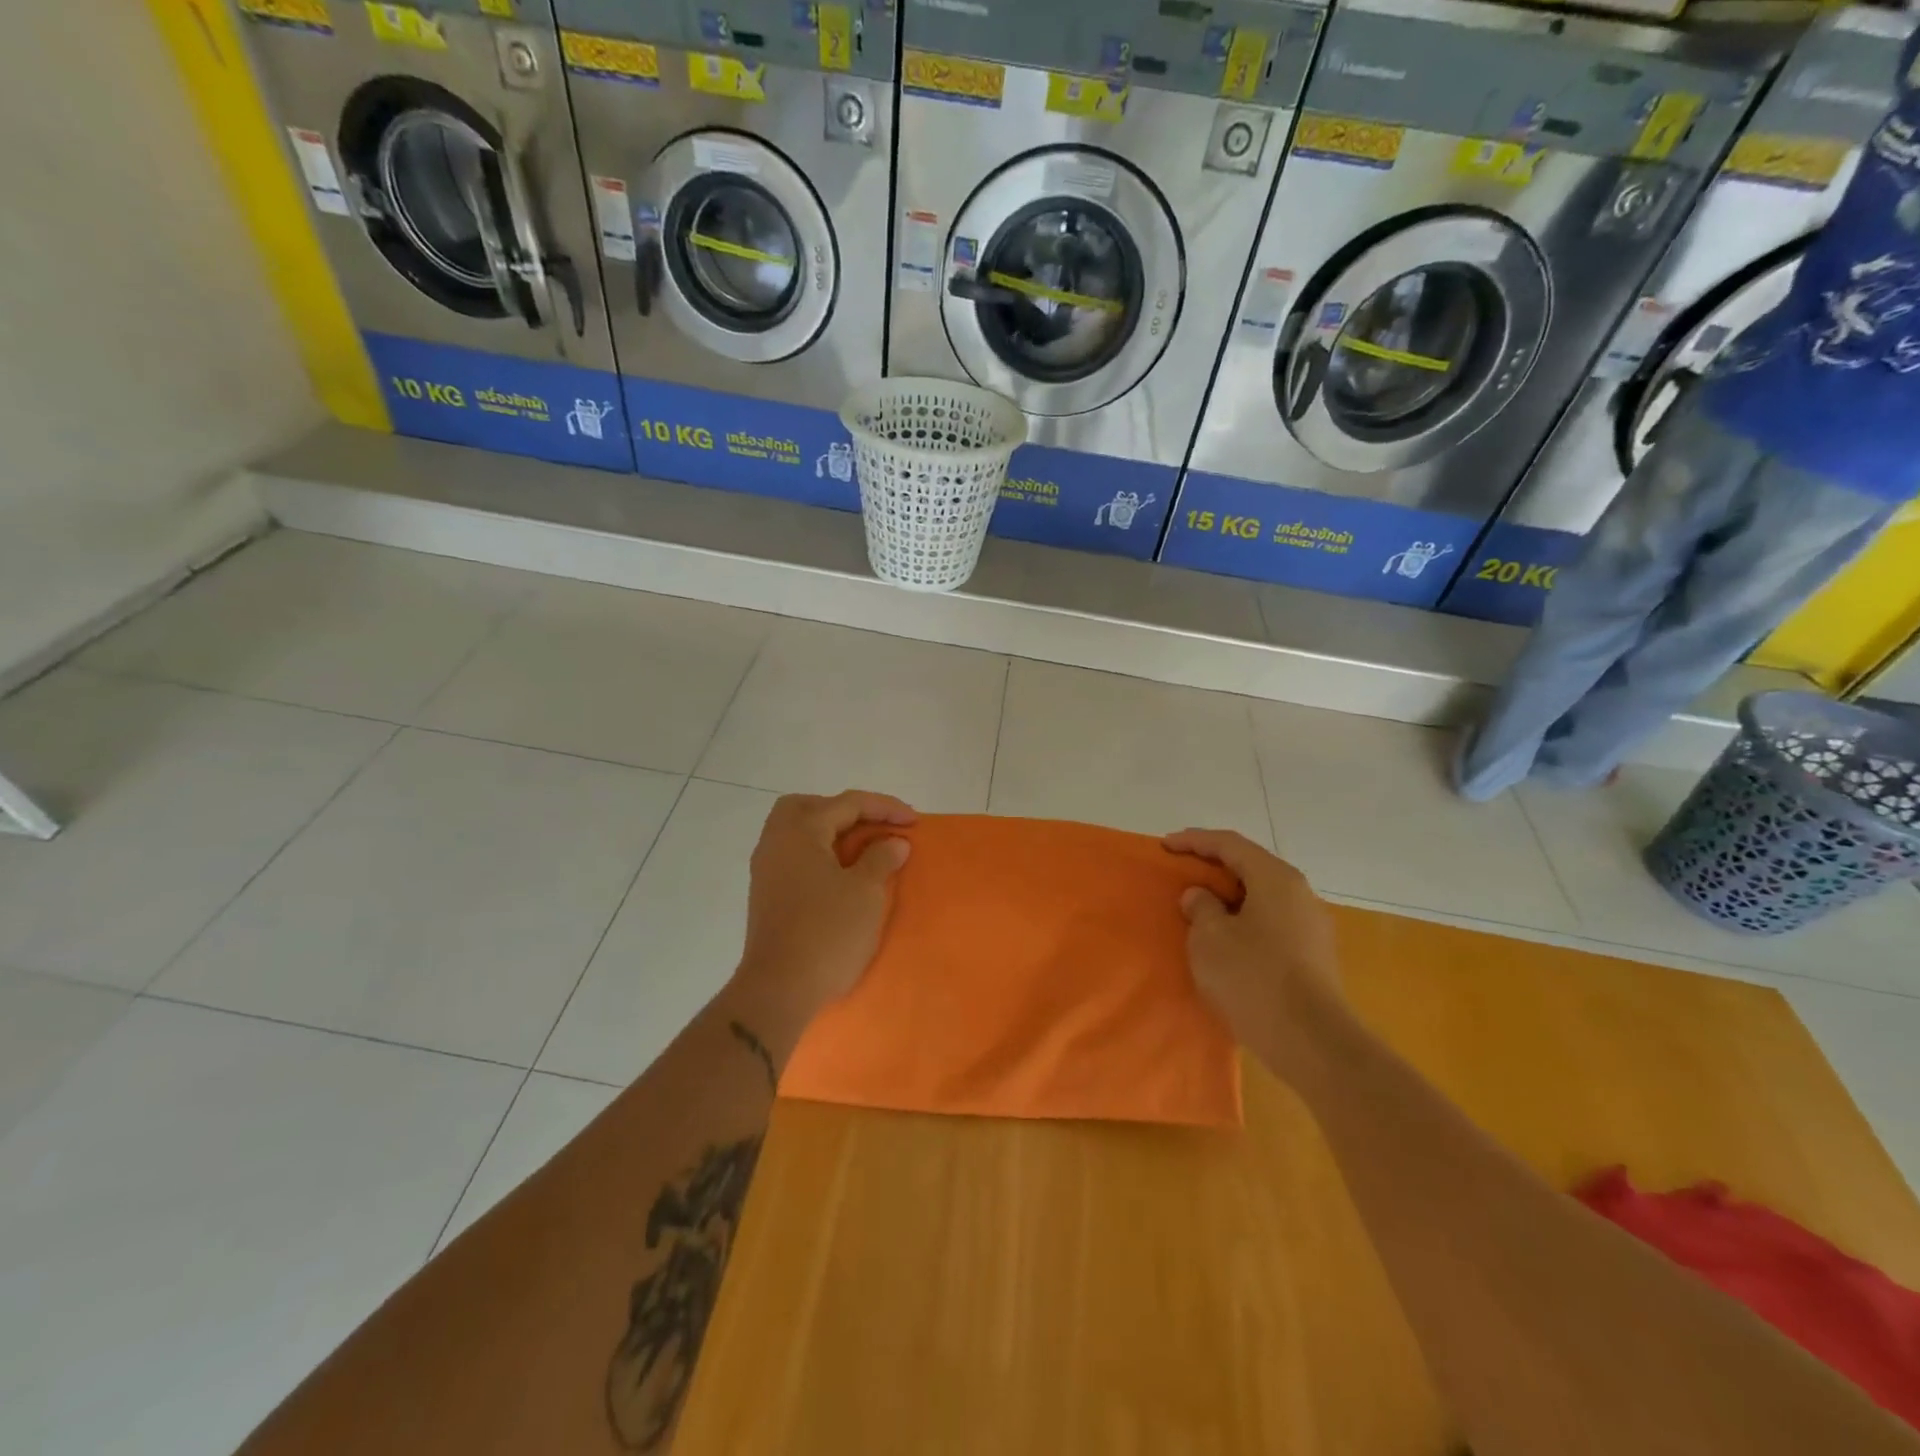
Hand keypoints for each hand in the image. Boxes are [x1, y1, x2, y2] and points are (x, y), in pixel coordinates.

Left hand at [728, 790, 915, 1062]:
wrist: (778, 990)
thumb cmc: (827, 933)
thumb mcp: (865, 892)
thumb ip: (881, 858)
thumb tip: (893, 842)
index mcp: (800, 832)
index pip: (847, 803)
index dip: (885, 808)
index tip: (914, 822)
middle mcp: (776, 842)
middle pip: (809, 807)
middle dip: (845, 811)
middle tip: (875, 826)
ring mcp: (766, 869)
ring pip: (798, 832)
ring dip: (830, 833)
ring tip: (862, 850)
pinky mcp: (766, 895)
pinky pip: (794, 856)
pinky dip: (819, 854)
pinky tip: (840, 874)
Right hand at [1162, 829, 1347, 1081]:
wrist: (1312, 1043)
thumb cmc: (1253, 978)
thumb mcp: (1209, 938)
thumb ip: (1200, 908)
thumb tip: (1201, 897)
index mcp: (1275, 878)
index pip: (1230, 844)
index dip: (1194, 841)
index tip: (1165, 846)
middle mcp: (1300, 893)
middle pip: (1250, 867)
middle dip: (1213, 866)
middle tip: (1181, 871)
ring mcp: (1312, 926)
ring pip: (1262, 896)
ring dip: (1229, 896)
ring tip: (1199, 906)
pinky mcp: (1314, 956)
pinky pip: (1271, 922)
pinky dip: (1244, 920)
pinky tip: (1226, 939)